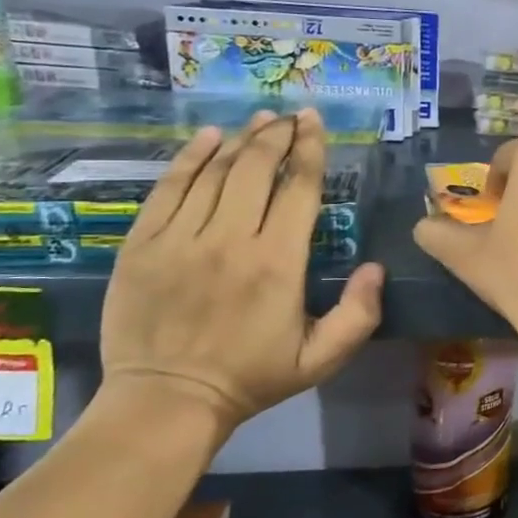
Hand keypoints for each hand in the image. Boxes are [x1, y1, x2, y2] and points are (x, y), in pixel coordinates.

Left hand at [100, 109, 384, 441]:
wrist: (167, 401)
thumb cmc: (252, 377)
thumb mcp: (322, 358)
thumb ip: (359, 314)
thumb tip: (375, 267)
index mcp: (278, 263)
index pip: (298, 190)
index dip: (310, 151)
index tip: (315, 124)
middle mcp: (230, 240)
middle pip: (256, 169)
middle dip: (277, 135)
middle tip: (291, 116)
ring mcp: (180, 239)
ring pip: (214, 172)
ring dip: (240, 139)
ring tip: (259, 120)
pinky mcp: (142, 244)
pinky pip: (167, 188)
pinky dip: (189, 157)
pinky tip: (206, 137)